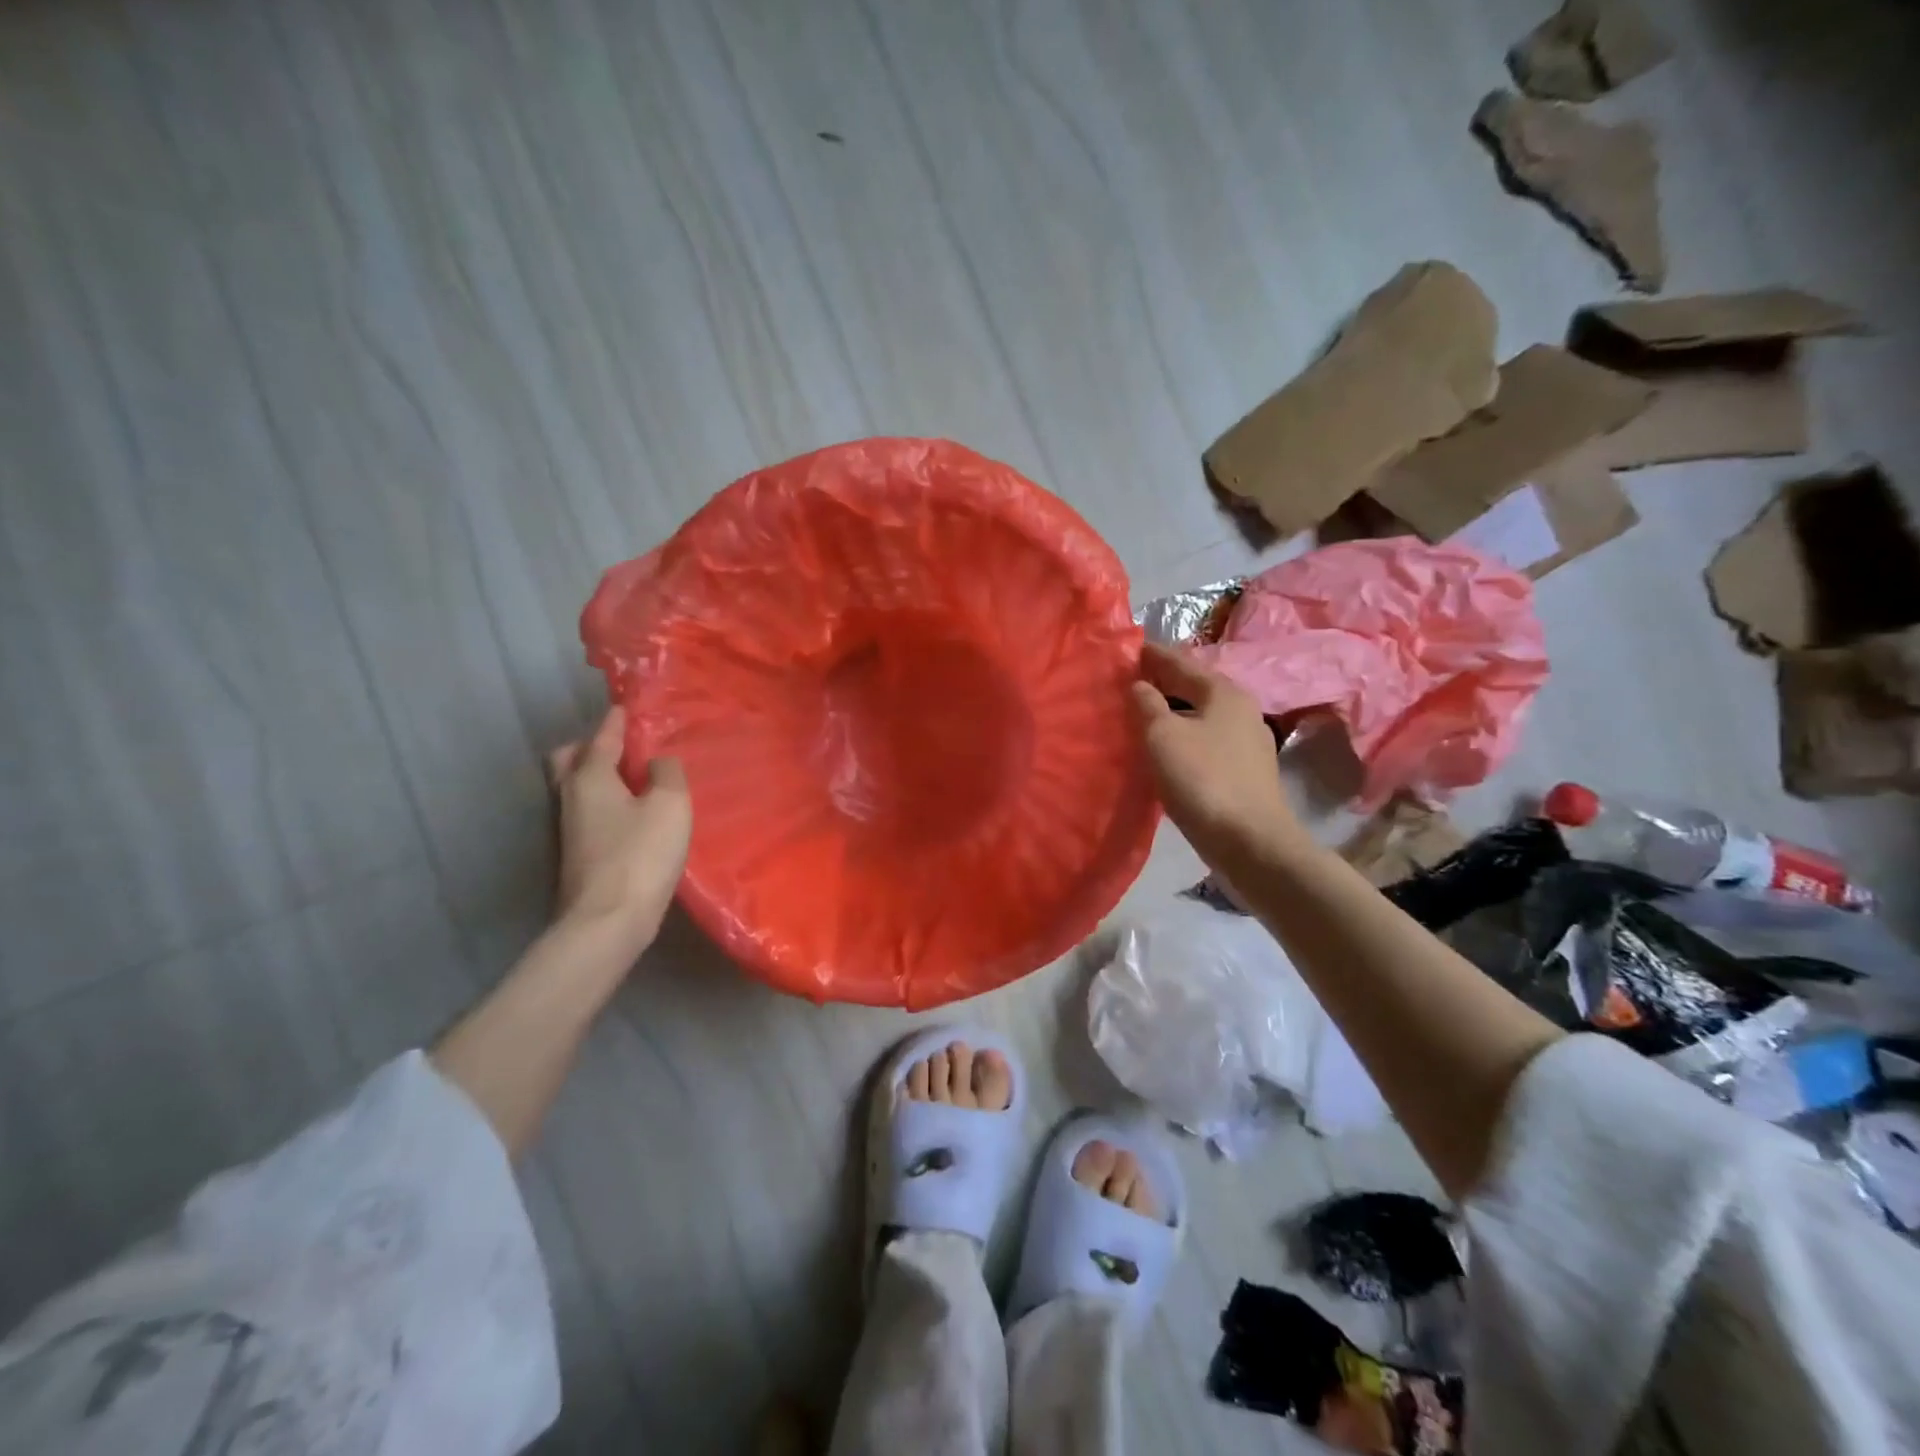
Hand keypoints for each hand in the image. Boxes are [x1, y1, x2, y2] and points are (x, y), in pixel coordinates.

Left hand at [547, 707, 691, 948]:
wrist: (608, 920)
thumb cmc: (640, 854)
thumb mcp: (669, 805)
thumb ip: (667, 773)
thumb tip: (658, 762)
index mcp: (589, 777)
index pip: (602, 737)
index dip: (617, 720)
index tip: (626, 706)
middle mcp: (571, 797)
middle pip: (569, 760)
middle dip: (591, 746)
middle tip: (621, 745)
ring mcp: (570, 828)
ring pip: (576, 786)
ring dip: (598, 774)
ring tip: (632, 776)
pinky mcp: (579, 853)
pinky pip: (589, 810)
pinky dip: (605, 800)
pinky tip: (630, 811)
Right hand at [1131, 643, 1304, 865]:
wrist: (1250, 841)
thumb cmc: (1203, 779)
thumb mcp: (1162, 735)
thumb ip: (1147, 703)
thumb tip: (1139, 685)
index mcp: (1223, 691)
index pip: (1180, 661)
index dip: (1152, 654)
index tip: (1126, 649)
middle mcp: (1241, 709)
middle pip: (1194, 686)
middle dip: (1162, 683)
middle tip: (1127, 682)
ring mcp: (1247, 741)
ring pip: (1200, 715)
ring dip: (1172, 712)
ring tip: (1141, 715)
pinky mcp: (1245, 770)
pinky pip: (1206, 740)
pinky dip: (1183, 735)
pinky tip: (1166, 748)